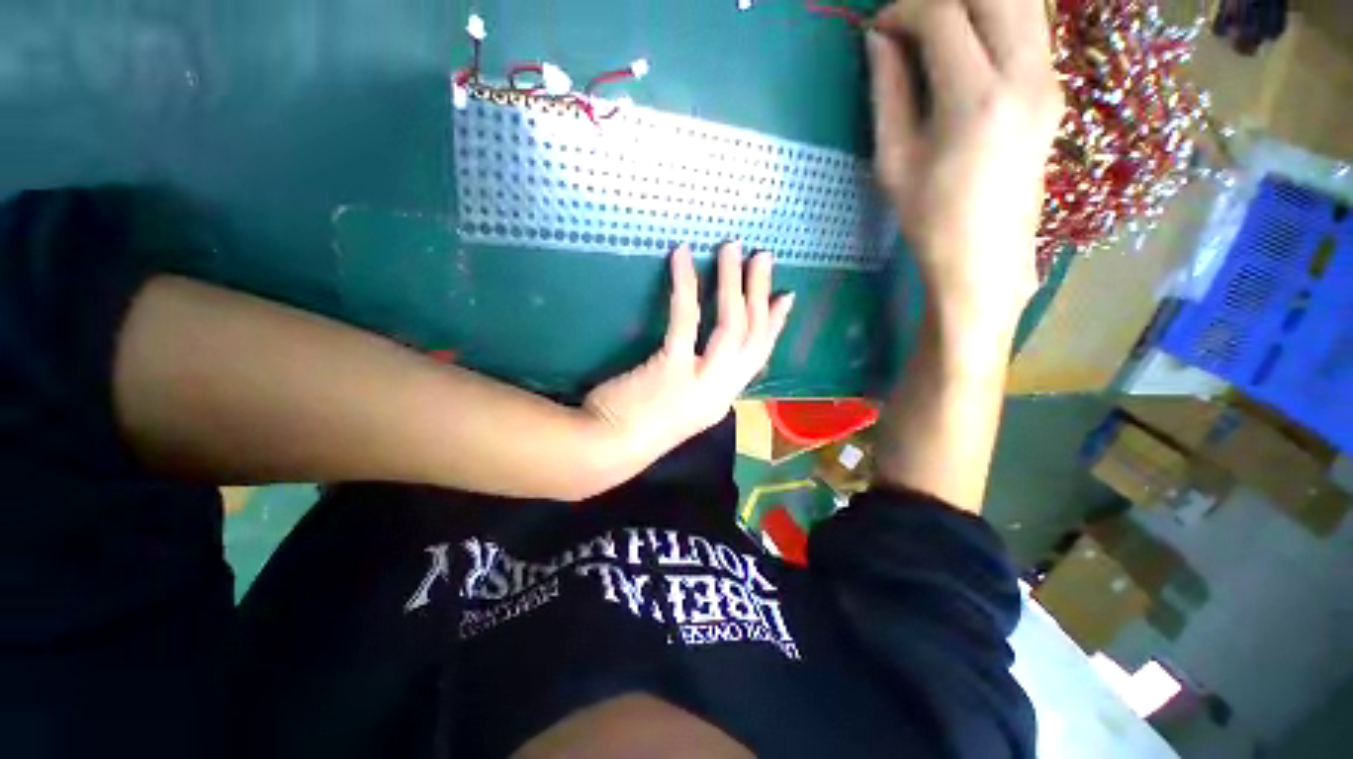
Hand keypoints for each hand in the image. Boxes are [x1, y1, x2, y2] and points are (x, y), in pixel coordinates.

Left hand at [585, 242, 793, 459]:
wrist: (604, 451)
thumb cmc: (636, 428)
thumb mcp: (679, 405)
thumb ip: (697, 379)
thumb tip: (702, 350)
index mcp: (722, 398)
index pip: (758, 358)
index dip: (774, 326)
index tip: (784, 297)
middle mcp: (721, 391)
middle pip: (753, 337)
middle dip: (761, 295)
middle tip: (763, 257)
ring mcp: (700, 381)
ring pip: (732, 325)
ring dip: (735, 283)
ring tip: (733, 248)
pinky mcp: (673, 369)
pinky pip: (687, 320)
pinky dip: (686, 284)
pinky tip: (682, 256)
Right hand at [866, 0, 1063, 322]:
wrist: (985, 254)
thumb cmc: (929, 217)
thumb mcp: (894, 160)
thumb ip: (888, 92)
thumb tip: (879, 41)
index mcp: (975, 100)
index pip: (944, 16)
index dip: (904, 11)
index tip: (878, 28)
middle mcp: (1024, 76)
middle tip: (910, 22)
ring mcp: (1049, 79)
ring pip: (1023, 1)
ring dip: (976, 2)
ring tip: (937, 27)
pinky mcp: (1054, 87)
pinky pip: (1032, 25)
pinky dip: (999, 16)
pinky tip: (969, 41)